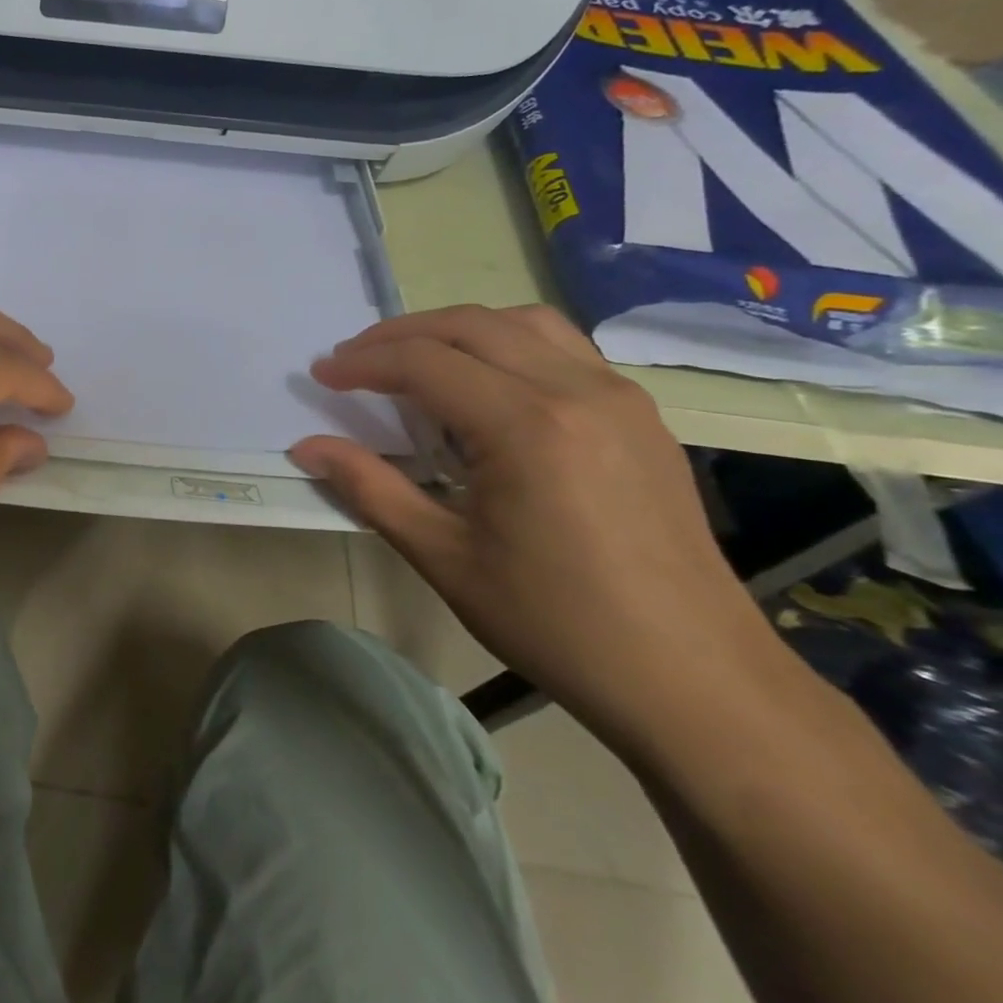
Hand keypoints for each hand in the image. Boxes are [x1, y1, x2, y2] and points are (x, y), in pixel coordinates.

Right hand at [289, 304, 785, 751]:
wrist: (695, 679)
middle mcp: (577, 391)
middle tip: (353, 360)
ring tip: (414, 360)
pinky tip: (485, 386)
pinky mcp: (641, 416)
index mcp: (526, 426)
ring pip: (522, 323)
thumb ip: (370, 488)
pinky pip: (563, 349)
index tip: (321, 374)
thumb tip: (307, 447)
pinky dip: (507, 345)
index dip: (363, 363)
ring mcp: (619, 398)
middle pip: (470, 326)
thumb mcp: (444, 558)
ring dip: (456, 330)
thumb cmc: (556, 623)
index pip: (425, 363)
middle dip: (400, 334)